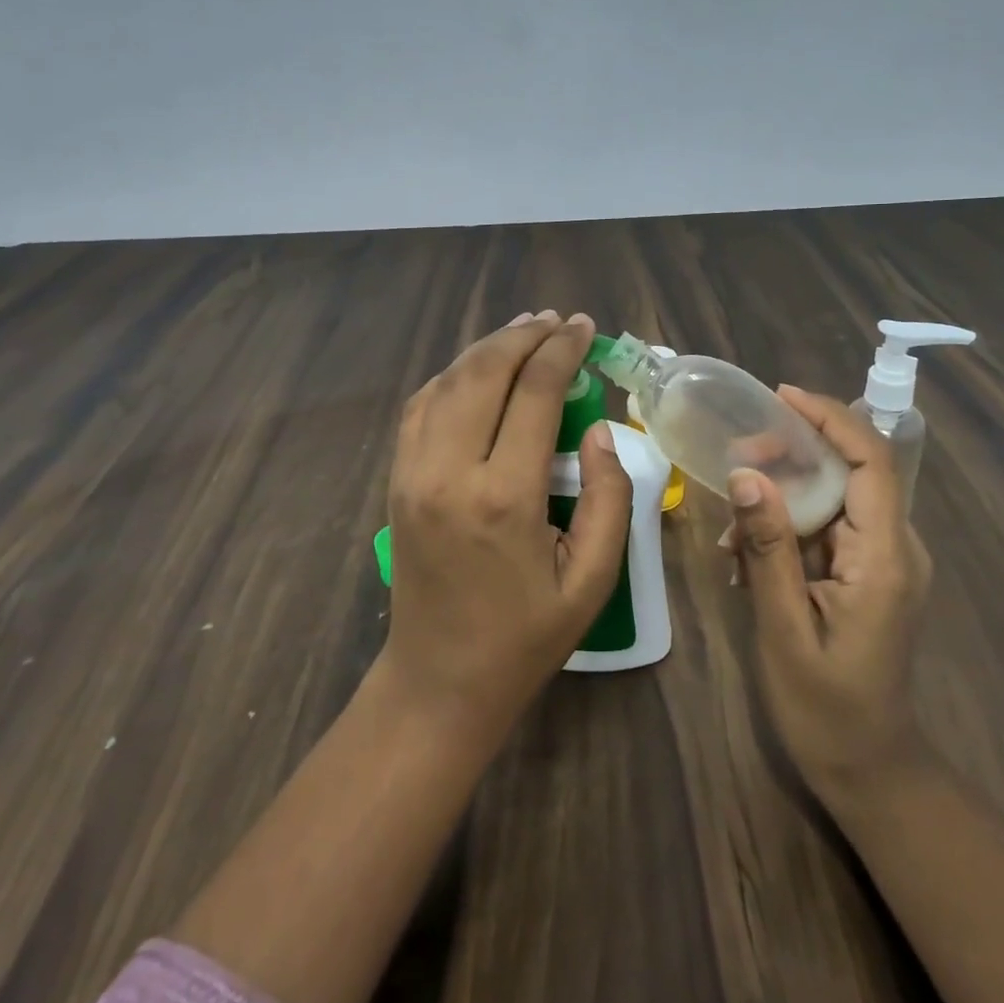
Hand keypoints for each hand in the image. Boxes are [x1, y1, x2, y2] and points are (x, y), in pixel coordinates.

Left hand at [381, 310, 632, 741]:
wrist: (439, 681)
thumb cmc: (525, 637)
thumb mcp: (591, 579)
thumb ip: (607, 496)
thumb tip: (597, 431)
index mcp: (503, 497)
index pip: (534, 393)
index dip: (563, 351)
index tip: (586, 327)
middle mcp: (448, 472)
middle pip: (483, 372)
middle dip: (524, 336)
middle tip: (557, 321)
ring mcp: (412, 473)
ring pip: (447, 381)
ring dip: (487, 348)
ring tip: (524, 330)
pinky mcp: (396, 481)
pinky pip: (421, 406)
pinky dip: (452, 375)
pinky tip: (478, 369)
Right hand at [721, 385, 931, 808]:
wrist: (869, 769)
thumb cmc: (826, 709)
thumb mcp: (784, 627)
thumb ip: (768, 547)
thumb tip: (746, 473)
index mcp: (885, 559)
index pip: (871, 461)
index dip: (830, 418)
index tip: (780, 396)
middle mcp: (896, 548)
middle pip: (849, 470)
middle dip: (792, 453)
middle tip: (736, 459)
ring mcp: (885, 561)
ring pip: (833, 497)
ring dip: (782, 496)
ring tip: (731, 530)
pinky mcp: (869, 573)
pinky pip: (828, 527)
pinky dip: (788, 527)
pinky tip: (749, 557)